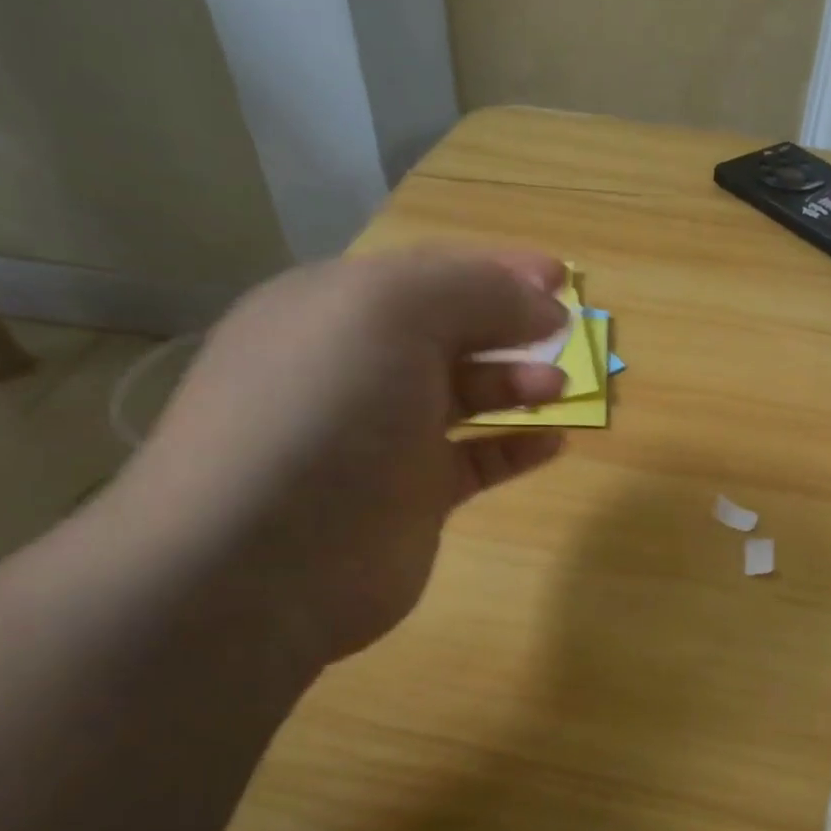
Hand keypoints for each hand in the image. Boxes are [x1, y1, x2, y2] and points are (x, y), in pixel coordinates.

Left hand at [98, 250, 569, 667]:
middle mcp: (358, 366)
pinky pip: (477, 460)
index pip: (430, 272)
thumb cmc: (323, 411)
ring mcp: (384, 436)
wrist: (261, 562)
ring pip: (466, 394)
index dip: (498, 268)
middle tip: (569, 333)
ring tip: (562, 386)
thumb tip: (545, 308)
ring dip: (518, 382)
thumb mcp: (392, 313)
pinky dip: (516, 447)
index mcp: (337, 308)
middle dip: (511, 325)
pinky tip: (554, 442)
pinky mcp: (411, 497)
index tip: (562, 278)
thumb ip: (476, 292)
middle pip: (451, 330)